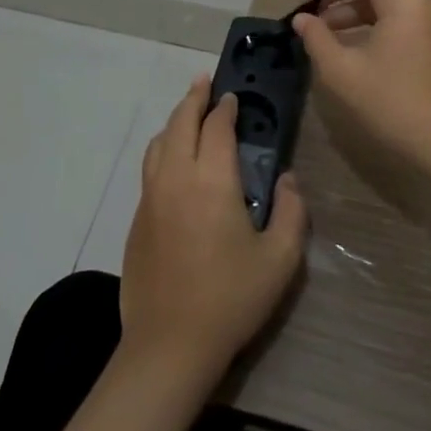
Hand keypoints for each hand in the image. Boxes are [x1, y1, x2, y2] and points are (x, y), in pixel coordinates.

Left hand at [119, 76, 307, 383]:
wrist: (168, 347)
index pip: (217, 127)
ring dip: (175, 120)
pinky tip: (173, 159)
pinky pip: (150, 168)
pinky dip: (163, 148)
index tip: (234, 97)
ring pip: (159, 142)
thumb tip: (288, 180)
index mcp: (212, 181)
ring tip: (188, 113)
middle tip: (205, 82)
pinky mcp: (138, 220)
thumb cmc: (230, 300)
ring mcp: (151, 198)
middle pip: (180, 122)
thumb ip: (292, 212)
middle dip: (193, 98)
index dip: (226, 107)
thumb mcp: (279, 259)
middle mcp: (176, 178)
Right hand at [290, 0, 430, 168]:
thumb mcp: (343, 71)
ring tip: (321, 27)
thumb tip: (302, 19)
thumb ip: (317, 38)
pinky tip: (345, 40)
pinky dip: (368, 18)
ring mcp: (430, 16)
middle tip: (308, 6)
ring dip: (350, 4)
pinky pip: (395, 12)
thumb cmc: (392, 103)